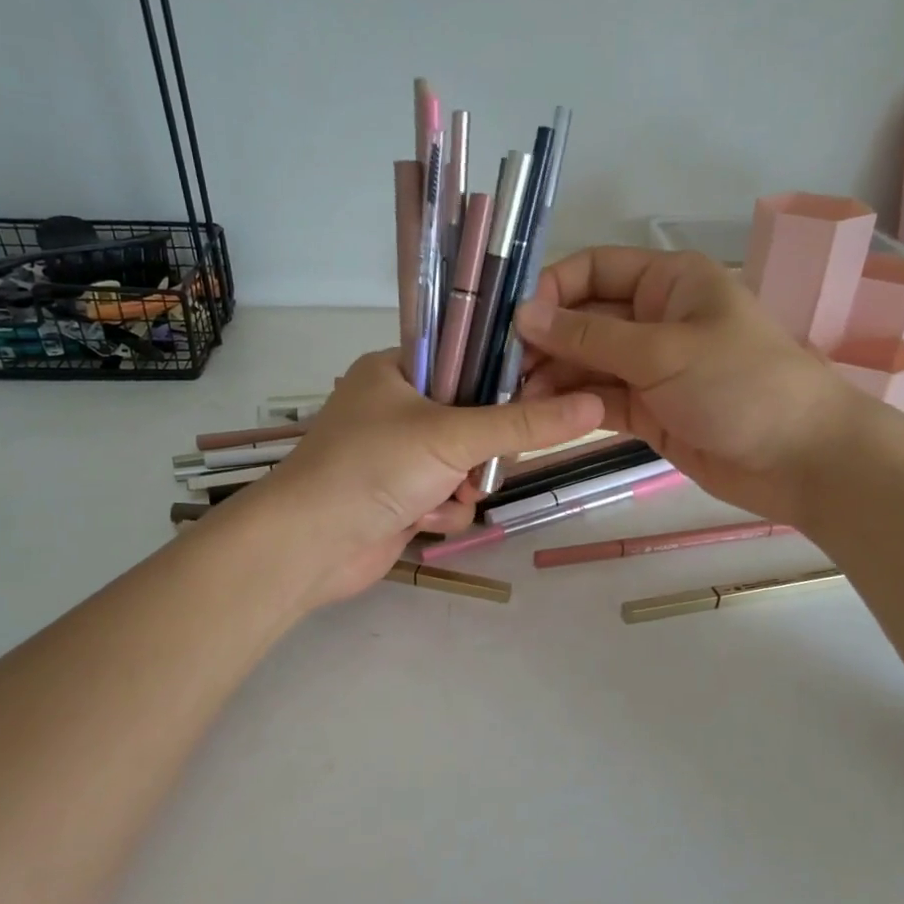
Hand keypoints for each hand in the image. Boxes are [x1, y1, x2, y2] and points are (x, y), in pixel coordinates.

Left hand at [237, 349, 603, 607]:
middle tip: (481, 461)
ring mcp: (398, 456)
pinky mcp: (400, 497)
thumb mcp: (453, 436)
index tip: (533, 399)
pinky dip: (442, 511)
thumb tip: (594, 406)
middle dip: (483, 449)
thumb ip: (524, 423)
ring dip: (463, 485)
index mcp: (397, 369)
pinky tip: (422, 520)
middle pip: (474, 417)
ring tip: (448, 493)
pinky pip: (447, 497)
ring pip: (465, 463)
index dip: (502, 378)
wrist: (309, 546)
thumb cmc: (373, 468)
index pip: (467, 357)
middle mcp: (397, 407)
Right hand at [514, 247, 864, 526]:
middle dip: (543, 341)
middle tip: (502, 370)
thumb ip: (589, 337)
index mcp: (667, 282)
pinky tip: (538, 414)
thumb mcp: (663, 352)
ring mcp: (649, 368)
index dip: (551, 290)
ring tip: (514, 398)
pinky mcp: (647, 410)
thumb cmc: (741, 385)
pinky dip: (571, 405)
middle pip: (583, 319)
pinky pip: (599, 399)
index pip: (593, 269)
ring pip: (586, 364)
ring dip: (551, 377)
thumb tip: (522, 314)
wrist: (802, 460)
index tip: (512, 322)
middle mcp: (654, 319)